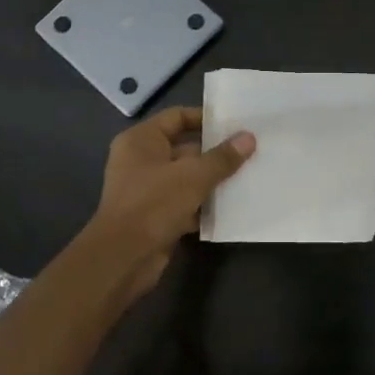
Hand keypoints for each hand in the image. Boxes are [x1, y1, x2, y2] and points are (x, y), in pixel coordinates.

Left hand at [87, 106, 254, 295]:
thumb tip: (249, 137)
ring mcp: (148, 189)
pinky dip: (205, 204)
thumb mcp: (193, 176)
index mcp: (141, 140)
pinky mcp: (156, 215)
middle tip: (250, 151)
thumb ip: (222, 157)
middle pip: (185, 148)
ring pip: (187, 177)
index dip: (205, 118)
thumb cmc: (154, 204)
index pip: (177, 117)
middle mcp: (141, 160)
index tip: (236, 124)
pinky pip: (186, 202)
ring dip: (213, 180)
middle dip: (216, 152)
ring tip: (249, 175)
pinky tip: (233, 205)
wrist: (124, 257)